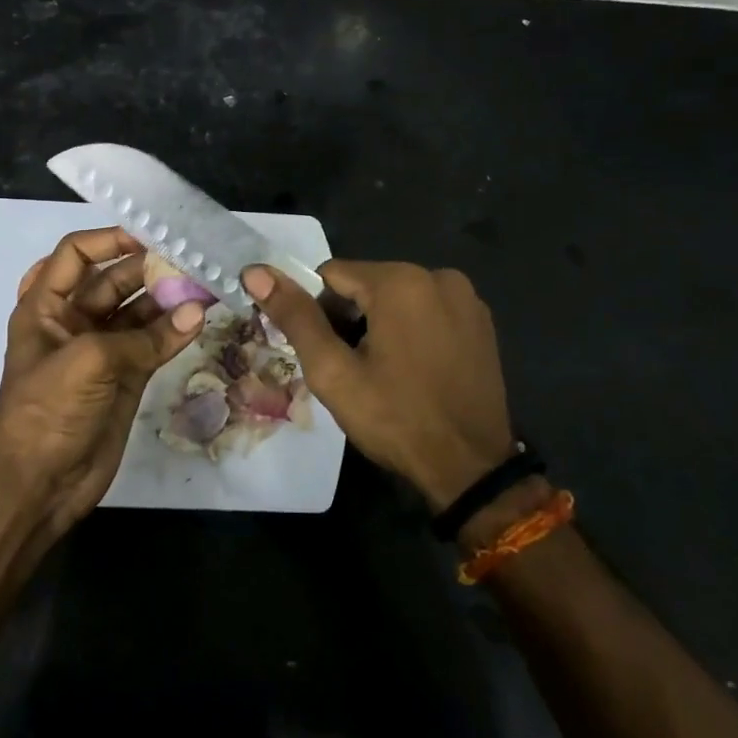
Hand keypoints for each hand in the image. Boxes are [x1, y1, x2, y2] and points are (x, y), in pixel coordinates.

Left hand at [0, 228, 205, 531]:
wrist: (40, 483)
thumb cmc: (47, 411)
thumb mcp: (86, 361)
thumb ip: (143, 336)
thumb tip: (196, 312)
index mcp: (45, 306)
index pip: (76, 255)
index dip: (109, 240)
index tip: (150, 234)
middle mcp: (73, 322)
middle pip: (113, 281)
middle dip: (149, 269)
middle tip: (192, 259)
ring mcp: (101, 351)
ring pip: (138, 313)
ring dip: (168, 300)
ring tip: (205, 286)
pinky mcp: (125, 378)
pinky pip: (153, 345)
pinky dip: (174, 333)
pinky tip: (200, 320)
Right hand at [243, 261, 515, 511]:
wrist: (470, 467)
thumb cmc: (395, 418)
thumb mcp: (333, 371)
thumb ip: (295, 316)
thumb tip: (255, 270)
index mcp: (401, 281)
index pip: (331, 275)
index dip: (318, 314)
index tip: (327, 355)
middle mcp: (438, 276)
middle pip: (366, 284)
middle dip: (349, 320)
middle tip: (352, 370)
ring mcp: (466, 298)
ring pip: (397, 298)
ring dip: (379, 326)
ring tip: (383, 374)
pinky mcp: (482, 322)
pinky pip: (427, 312)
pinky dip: (410, 331)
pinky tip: (413, 371)